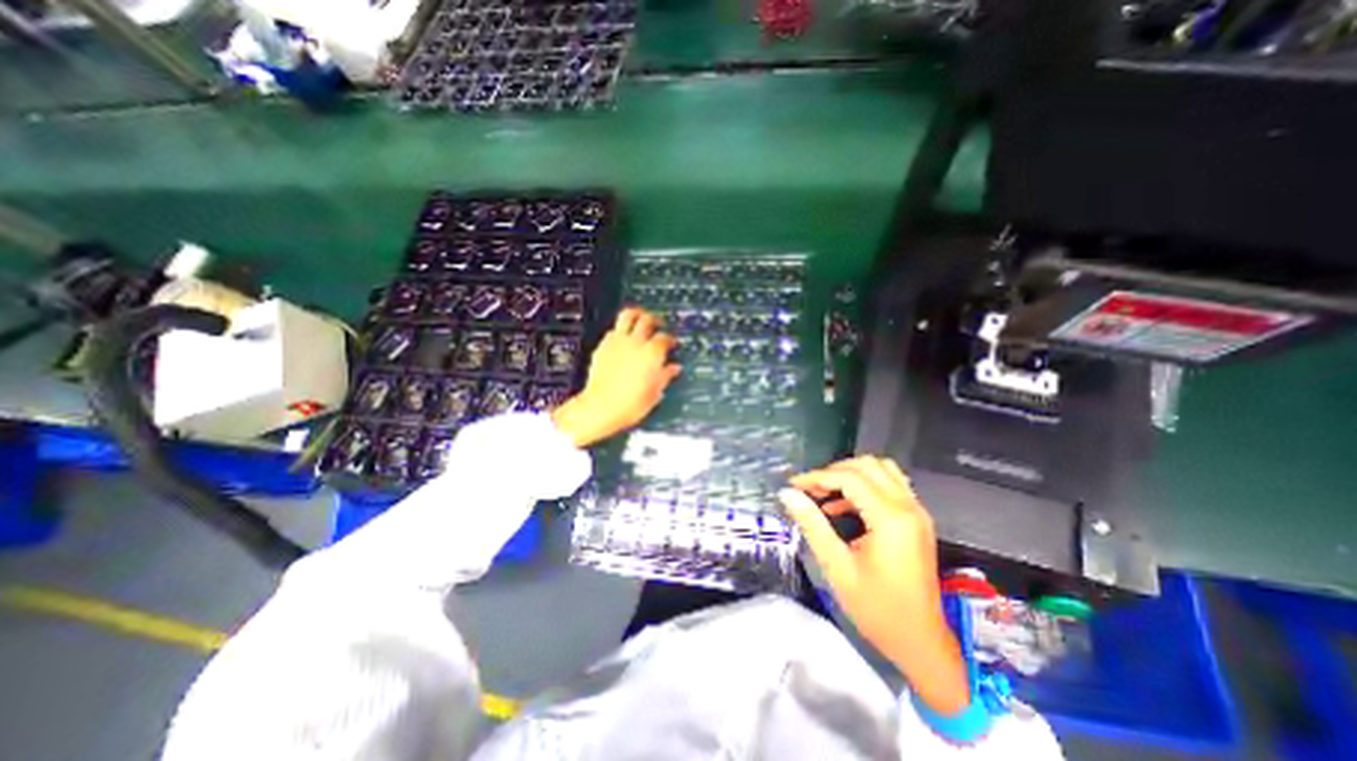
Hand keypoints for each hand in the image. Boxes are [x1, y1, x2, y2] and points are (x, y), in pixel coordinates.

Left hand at [547, 310, 676, 447]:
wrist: (600, 407)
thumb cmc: (629, 404)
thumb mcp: (654, 393)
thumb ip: (665, 376)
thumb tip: (674, 369)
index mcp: (652, 353)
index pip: (665, 338)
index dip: (670, 339)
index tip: (672, 343)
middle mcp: (636, 343)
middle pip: (647, 320)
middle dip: (655, 320)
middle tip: (658, 324)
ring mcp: (617, 342)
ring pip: (628, 315)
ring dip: (637, 314)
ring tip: (640, 317)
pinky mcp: (603, 346)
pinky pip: (613, 329)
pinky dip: (621, 329)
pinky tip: (623, 337)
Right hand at [778, 458, 970, 711]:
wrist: (921, 643)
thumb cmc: (878, 610)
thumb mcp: (837, 567)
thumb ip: (812, 524)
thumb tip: (788, 495)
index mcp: (891, 519)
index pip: (849, 478)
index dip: (817, 477)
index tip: (793, 485)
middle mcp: (908, 507)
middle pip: (867, 466)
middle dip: (833, 471)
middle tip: (809, 489)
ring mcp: (916, 512)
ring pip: (881, 470)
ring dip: (851, 474)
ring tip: (825, 492)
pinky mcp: (917, 520)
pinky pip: (890, 485)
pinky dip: (865, 485)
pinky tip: (842, 505)